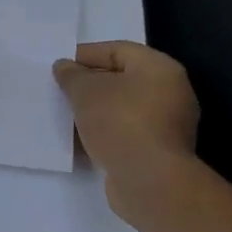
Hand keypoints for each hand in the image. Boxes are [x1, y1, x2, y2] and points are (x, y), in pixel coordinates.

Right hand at [53, 42, 199, 223]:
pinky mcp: (160, 153)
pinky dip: (105, 133)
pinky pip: (127, 133)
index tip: (60, 66)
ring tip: (66, 115)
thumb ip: (71, 75)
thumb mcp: (85, 91)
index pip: (118, 50)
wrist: (149, 181)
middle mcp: (171, 93)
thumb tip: (64, 67)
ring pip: (123, 109)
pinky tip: (80, 139)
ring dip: (95, 111)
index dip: (86, 55)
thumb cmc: (120, 122)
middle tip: (62, 90)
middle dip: (90, 85)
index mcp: (160, 68)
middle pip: (122, 80)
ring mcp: (168, 126)